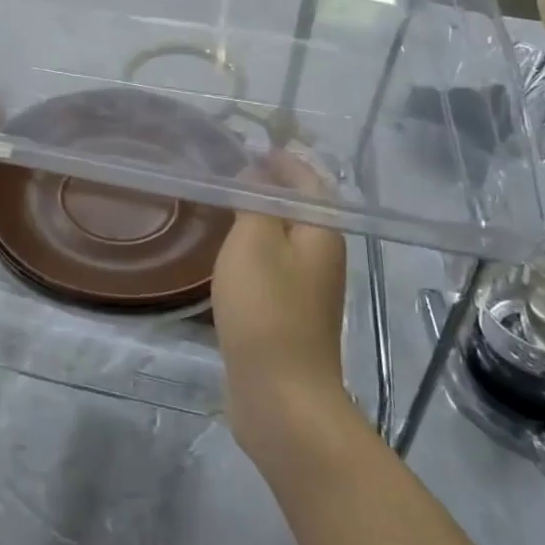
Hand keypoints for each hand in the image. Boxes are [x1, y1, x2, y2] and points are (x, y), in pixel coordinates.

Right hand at [212, 151, 350, 453]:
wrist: (281, 398)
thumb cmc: (267, 311)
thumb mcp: (254, 244)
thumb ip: (255, 202)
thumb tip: (255, 174)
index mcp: (321, 234)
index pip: (307, 182)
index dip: (283, 161)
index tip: (252, 146)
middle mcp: (322, 259)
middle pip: (299, 211)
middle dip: (270, 188)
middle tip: (229, 173)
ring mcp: (307, 292)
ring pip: (284, 241)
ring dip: (259, 220)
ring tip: (223, 207)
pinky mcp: (288, 318)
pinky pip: (271, 269)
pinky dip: (252, 252)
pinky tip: (226, 257)